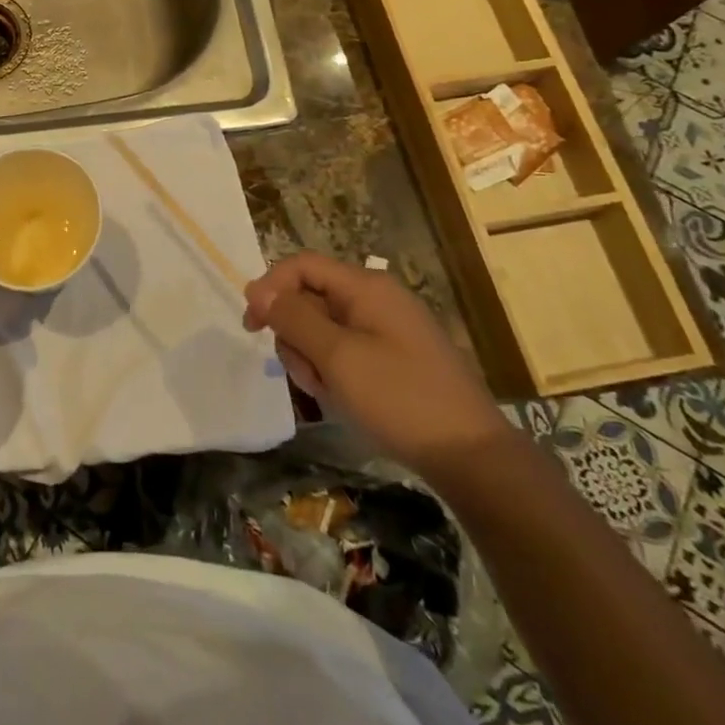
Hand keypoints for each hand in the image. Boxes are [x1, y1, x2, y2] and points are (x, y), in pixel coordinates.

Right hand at [244, 251, 512, 480]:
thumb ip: (294, 319)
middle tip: (306, 375)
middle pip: (311, 298)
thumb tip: (259, 290)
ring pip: (324, 330)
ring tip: (329, 394)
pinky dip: (335, 373)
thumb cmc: (400, 399)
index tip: (251, 326)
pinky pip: (347, 352)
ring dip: (314, 360)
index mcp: (366, 287)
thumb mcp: (338, 357)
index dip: (270, 287)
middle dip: (296, 335)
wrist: (472, 458)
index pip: (302, 266)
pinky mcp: (394, 359)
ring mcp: (387, 330)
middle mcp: (376, 299)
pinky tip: (345, 402)